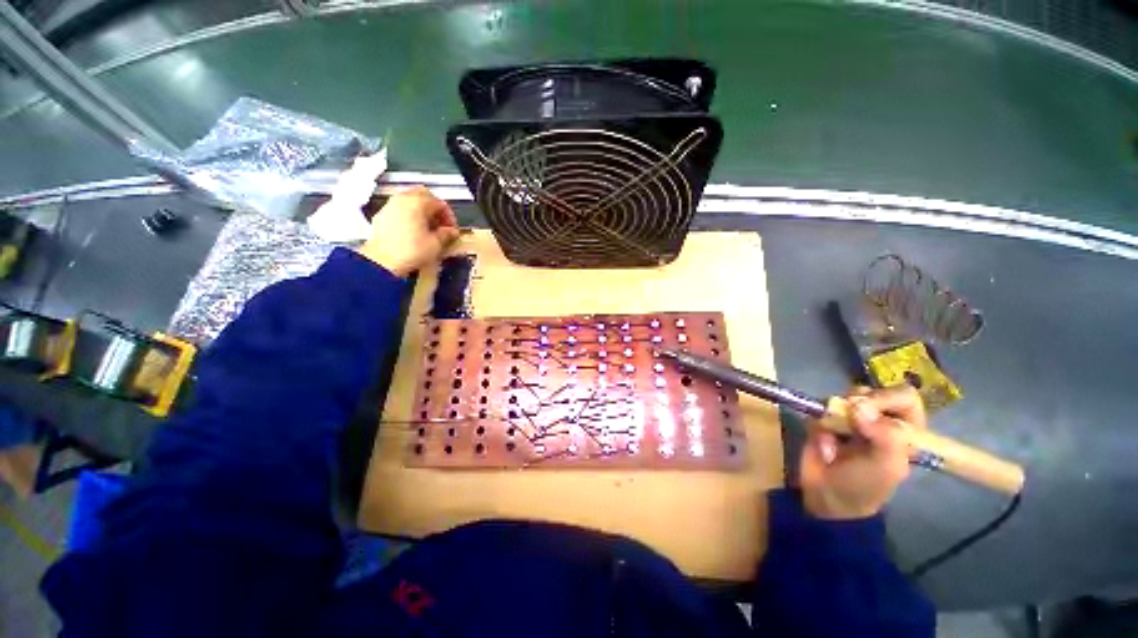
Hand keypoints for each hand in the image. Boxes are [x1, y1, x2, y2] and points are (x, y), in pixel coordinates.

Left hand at [357, 186, 459, 276]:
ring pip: (410, 200)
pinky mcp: (382, 215)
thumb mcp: (435, 244)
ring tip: (429, 228)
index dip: (449, 217)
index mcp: (418, 203)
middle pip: (424, 195)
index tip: (452, 229)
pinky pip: (400, 208)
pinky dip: (410, 215)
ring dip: (422, 211)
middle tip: (442, 224)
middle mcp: (403, 199)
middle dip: (435, 209)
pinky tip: (414, 231)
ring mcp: (390, 206)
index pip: (440, 203)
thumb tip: (451, 231)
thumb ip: (446, 234)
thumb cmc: (409, 252)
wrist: (382, 262)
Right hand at [800, 385, 925, 519]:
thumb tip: (859, 406)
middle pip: (870, 392)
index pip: (904, 397)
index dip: (886, 397)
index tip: (867, 409)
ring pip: (842, 399)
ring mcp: (850, 420)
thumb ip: (886, 436)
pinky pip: (819, 412)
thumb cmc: (865, 485)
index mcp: (905, 430)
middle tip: (850, 419)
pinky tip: (824, 448)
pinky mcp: (824, 422)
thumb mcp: (888, 466)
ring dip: (835, 417)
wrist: (827, 497)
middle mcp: (879, 420)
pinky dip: (819, 428)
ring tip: (834, 436)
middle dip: (857, 403)